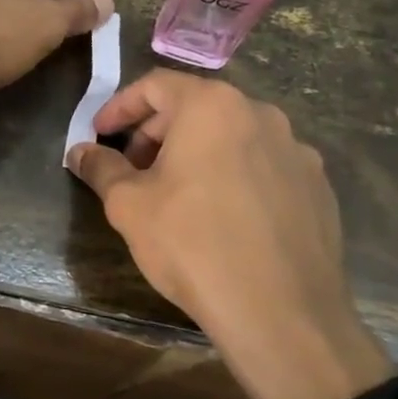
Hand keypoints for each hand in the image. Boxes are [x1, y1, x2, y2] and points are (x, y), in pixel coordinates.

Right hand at [67, 71, 392, 398]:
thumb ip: (101, 168)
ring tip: (175, 194)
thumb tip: (79, 151)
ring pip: (232, 136)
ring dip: (196, 153)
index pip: (155, 85)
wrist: (281, 313)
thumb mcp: (129, 205)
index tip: (99, 134)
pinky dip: (234, 175)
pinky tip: (222, 217)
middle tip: (132, 169)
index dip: (120, 107)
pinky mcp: (318, 186)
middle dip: (156, 133)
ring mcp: (296, 150)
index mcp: (212, 106)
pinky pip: (263, 165)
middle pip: (195, 107)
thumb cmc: (193, 245)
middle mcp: (260, 114)